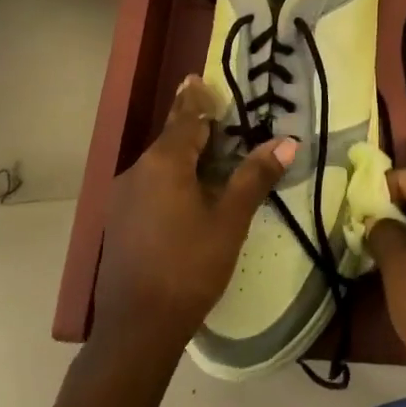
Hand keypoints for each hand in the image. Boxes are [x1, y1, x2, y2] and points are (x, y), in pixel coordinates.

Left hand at [92, 76, 295, 354]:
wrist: (137, 328)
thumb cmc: (189, 267)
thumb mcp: (230, 220)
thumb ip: (254, 177)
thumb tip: (286, 142)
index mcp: (164, 163)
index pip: (186, 118)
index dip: (196, 98)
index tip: (198, 77)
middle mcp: (137, 171)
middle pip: (172, 140)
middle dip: (196, 129)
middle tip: (222, 122)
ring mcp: (123, 197)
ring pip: (160, 165)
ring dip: (185, 157)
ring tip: (212, 159)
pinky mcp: (119, 221)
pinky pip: (150, 185)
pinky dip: (171, 180)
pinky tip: (188, 196)